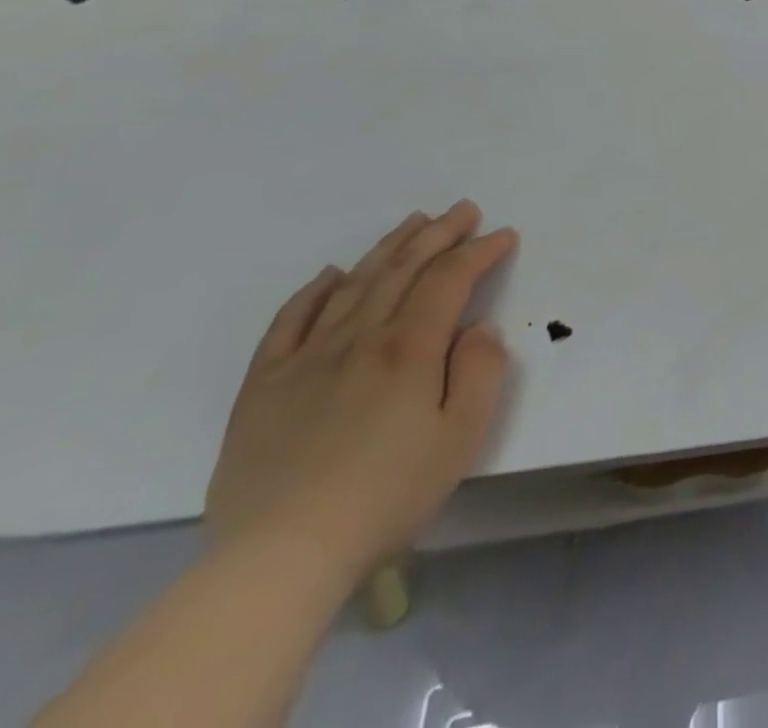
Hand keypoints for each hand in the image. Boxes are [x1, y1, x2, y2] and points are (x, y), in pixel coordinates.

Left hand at [204, 202, 518, 579]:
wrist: (278, 558)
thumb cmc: (387, 494)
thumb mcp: (462, 435)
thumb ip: (480, 370)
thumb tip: (478, 328)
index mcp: (409, 348)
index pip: (450, 278)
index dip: (480, 251)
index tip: (504, 236)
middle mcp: (359, 339)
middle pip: (403, 269)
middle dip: (439, 233)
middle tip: (464, 210)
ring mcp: (306, 359)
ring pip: (354, 285)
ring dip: (389, 248)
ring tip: (413, 222)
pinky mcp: (264, 387)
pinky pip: (288, 323)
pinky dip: (313, 292)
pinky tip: (330, 275)